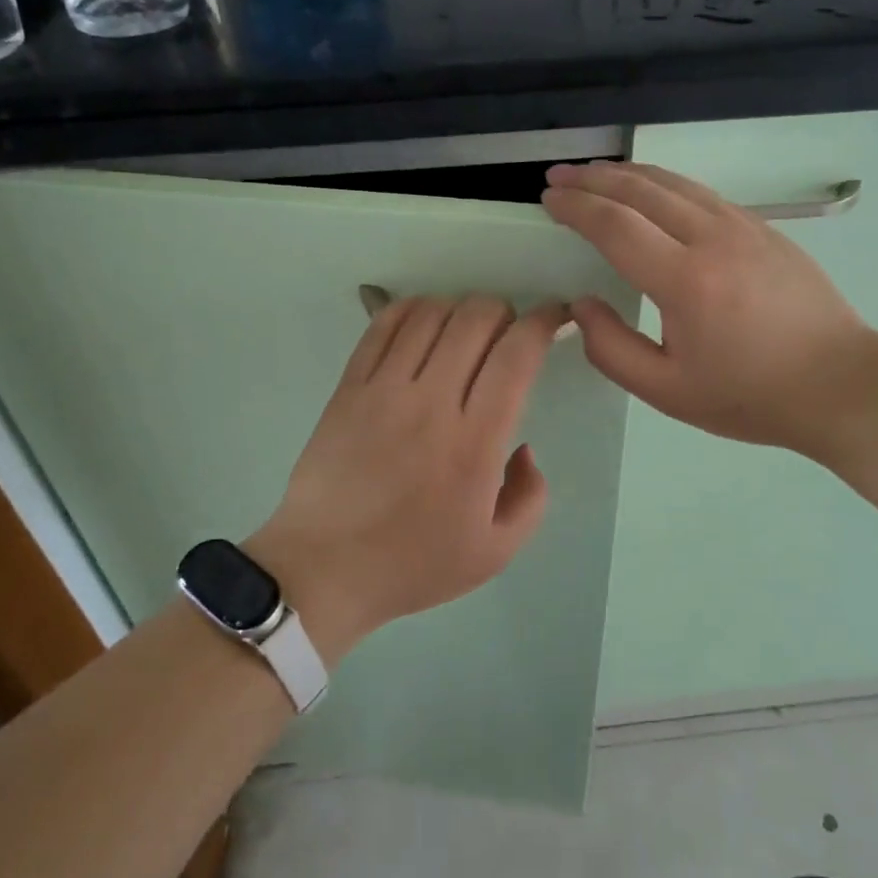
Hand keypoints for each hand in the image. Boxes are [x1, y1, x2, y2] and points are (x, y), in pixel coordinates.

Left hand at [246, 295, 568, 664]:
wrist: (323, 568)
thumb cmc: (413, 563)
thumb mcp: (495, 551)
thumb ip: (530, 496)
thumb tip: (523, 447)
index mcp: (474, 442)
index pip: (515, 356)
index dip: (543, 323)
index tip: (554, 317)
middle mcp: (430, 402)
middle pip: (475, 319)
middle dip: (504, 312)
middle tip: (507, 333)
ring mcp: (384, 389)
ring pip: (430, 313)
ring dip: (459, 309)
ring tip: (464, 332)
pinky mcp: (349, 386)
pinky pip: (382, 325)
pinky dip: (411, 310)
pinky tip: (423, 324)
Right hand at [542, 161, 877, 452]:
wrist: (841, 383)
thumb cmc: (749, 395)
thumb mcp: (668, 391)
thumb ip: (611, 350)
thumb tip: (582, 305)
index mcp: (685, 281)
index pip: (615, 225)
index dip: (576, 207)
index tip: (548, 198)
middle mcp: (712, 238)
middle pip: (640, 190)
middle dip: (592, 178)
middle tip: (557, 175)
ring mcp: (743, 226)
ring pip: (673, 182)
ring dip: (626, 173)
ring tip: (594, 173)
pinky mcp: (763, 228)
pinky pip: (700, 192)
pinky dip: (663, 183)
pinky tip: (650, 190)